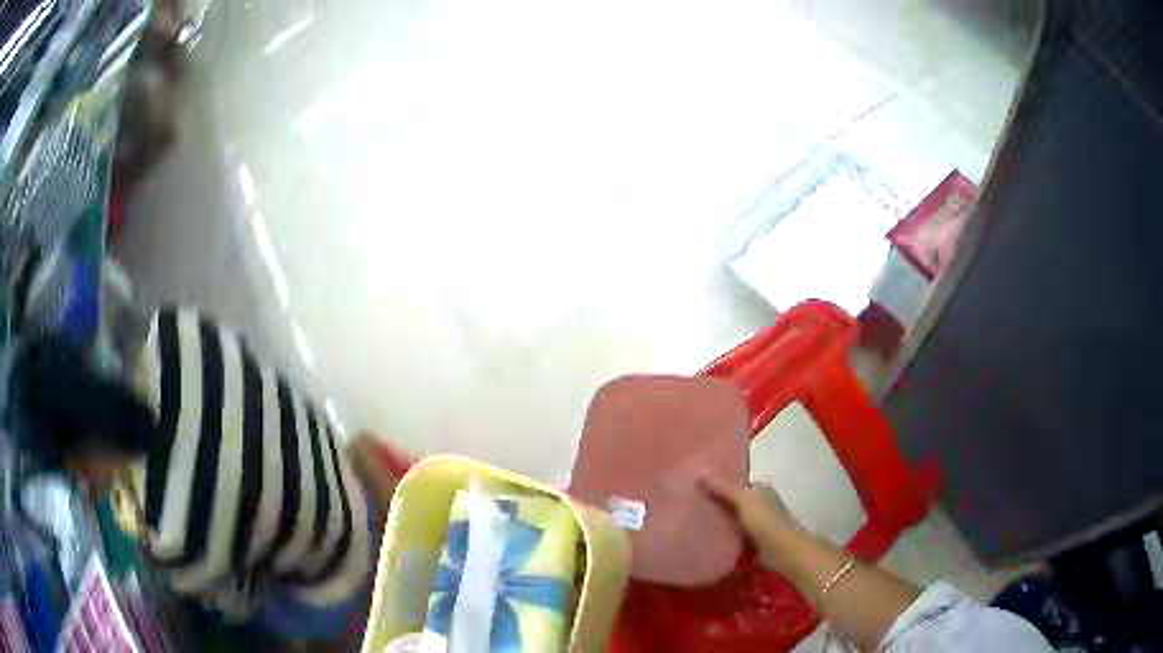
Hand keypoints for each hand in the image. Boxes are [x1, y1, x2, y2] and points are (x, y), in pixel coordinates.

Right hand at [700, 476, 805, 572]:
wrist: (781, 551)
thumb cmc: (765, 521)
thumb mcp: (743, 500)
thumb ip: (724, 487)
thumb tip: (700, 470)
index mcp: (761, 489)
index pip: (736, 482)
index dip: (718, 482)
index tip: (696, 484)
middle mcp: (761, 503)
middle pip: (734, 500)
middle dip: (717, 501)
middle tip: (689, 502)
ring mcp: (758, 522)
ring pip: (733, 517)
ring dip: (719, 519)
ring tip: (692, 518)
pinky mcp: (753, 540)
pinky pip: (733, 533)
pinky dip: (723, 534)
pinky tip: (706, 536)